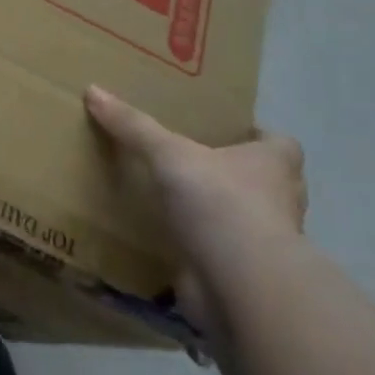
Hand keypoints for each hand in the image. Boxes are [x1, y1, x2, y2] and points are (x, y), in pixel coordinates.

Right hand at [85, 86, 305, 335]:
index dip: (259, 137)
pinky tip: (171, 241)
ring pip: (246, 220)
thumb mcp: (169, 153)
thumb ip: (133, 126)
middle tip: (194, 163)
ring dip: (221, 214)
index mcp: (273, 166)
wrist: (240, 284)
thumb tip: (93, 91)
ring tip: (178, 202)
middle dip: (237, 176)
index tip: (228, 133)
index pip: (281, 144)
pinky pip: (223, 255)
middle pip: (266, 182)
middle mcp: (280, 202)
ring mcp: (267, 244)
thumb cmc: (219, 202)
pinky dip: (204, 250)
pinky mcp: (246, 276)